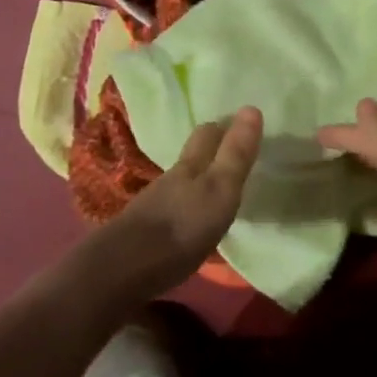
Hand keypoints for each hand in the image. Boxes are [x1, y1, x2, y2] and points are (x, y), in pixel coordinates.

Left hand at [92, 107, 262, 302]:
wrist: (124, 269)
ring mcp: (154, 205)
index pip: (207, 135)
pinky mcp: (144, 231)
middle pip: (190, 157)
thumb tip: (252, 107)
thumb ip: (236, 154)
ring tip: (213, 189)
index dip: (223, 127)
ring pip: (179, 183)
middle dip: (208, 150)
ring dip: (196, 181)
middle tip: (228, 151)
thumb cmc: (182, 226)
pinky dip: (184, 207)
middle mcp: (170, 179)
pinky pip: (170, 209)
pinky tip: (190, 221)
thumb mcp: (220, 189)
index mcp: (190, 166)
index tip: (239, 124)